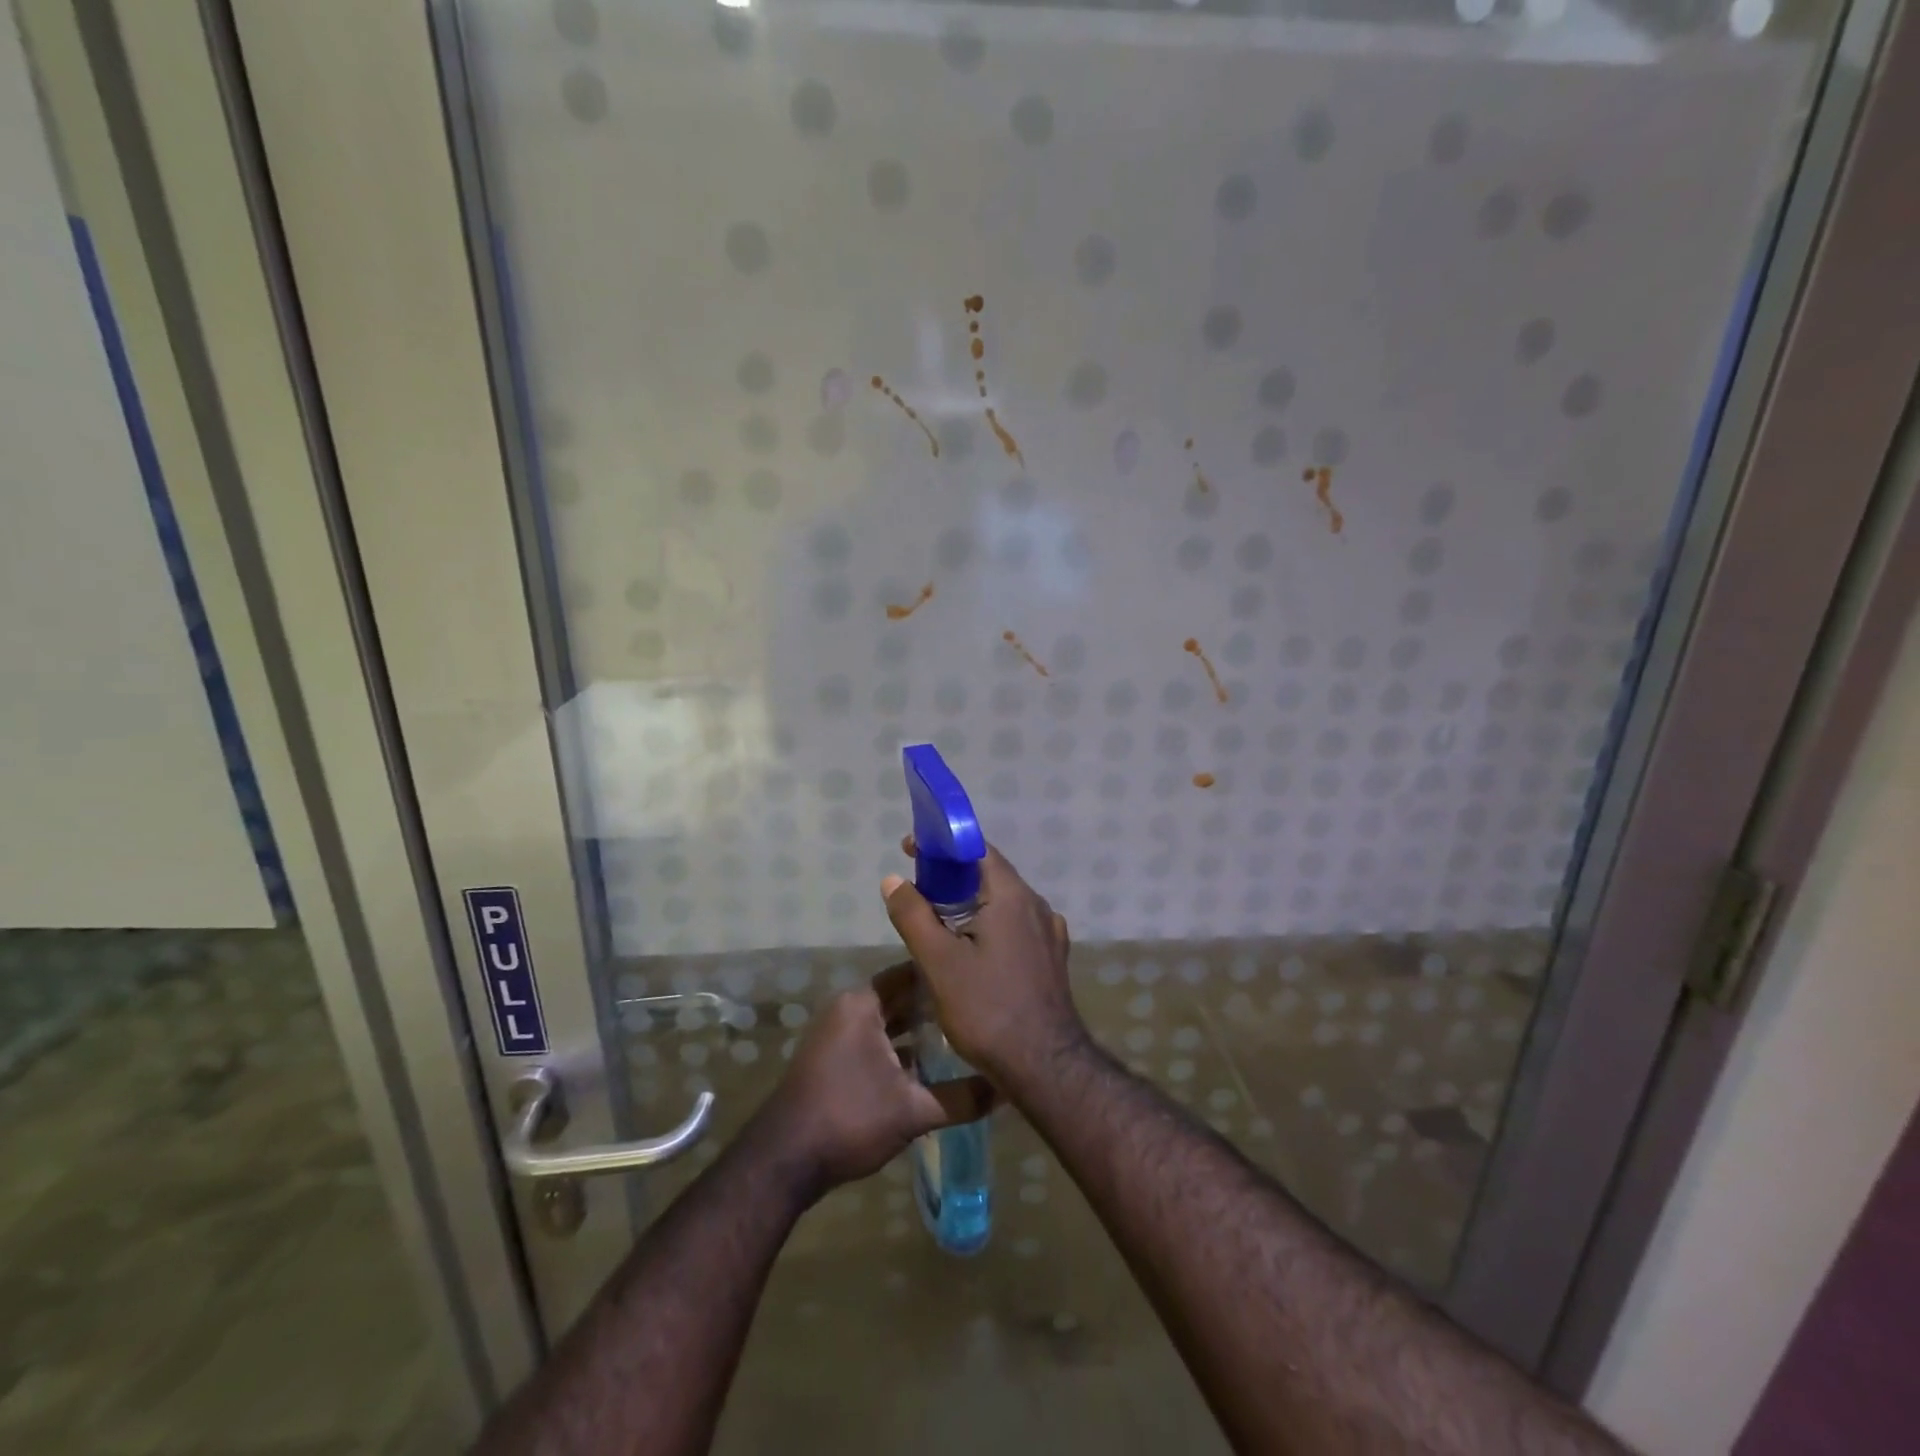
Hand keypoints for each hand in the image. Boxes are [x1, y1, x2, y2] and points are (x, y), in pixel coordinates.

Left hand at [763, 968, 993, 1193]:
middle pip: (899, 998)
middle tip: (976, 1010)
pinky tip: (929, 1068)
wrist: (783, 1161)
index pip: (910, 973)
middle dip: (934, 1006)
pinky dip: (899, 1050)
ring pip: (887, 1023)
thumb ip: (961, 1098)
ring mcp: (837, 1036)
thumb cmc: (849, 1118)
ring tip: (960, 1037)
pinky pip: (874, 1042)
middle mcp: (848, 1010)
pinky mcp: (833, 1061)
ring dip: (917, 1031)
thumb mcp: (912, 1111)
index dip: (943, 976)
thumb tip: (1006, 1090)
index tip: (976, 980)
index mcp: (862, 1004)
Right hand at [881, 840, 1083, 1090]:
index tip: (912, 850)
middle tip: (918, 888)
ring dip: (971, 902)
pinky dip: (990, 925)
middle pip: (990, 875)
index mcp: (1012, 896)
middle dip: (952, 875)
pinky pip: (1016, 927)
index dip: (943, 845)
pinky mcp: (1052, 958)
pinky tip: (972, 949)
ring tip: (938, 919)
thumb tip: (893, 880)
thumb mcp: (939, 962)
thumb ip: (914, 916)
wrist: (1045, 1066)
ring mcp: (1049, 933)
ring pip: (1004, 903)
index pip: (977, 850)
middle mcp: (1037, 906)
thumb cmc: (987, 1009)